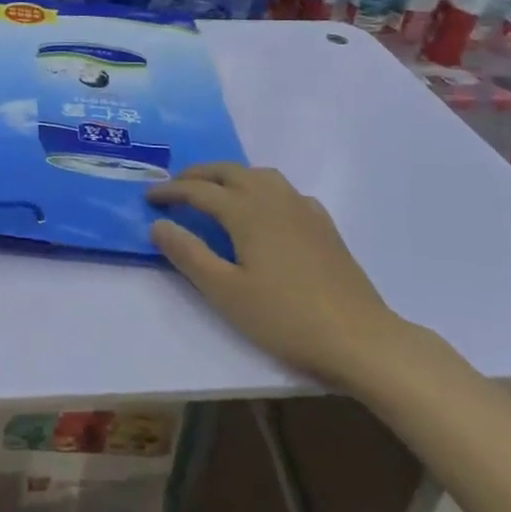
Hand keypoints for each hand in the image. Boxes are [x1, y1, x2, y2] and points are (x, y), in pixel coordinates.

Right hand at [148, 163, 411, 388]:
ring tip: (216, 191)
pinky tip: (266, 210)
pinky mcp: (323, 225)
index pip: (198, 190)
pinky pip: (285, 191)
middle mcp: (273, 198)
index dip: (170, 191)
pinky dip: (263, 189)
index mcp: (246, 211)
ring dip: (232, 175)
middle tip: (177, 187)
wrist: (361, 340)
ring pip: (260, 174)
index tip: (149, 198)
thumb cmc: (286, 318)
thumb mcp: (225, 292)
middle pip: (229, 171)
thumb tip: (158, 224)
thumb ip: (188, 254)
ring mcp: (303, 209)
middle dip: (199, 174)